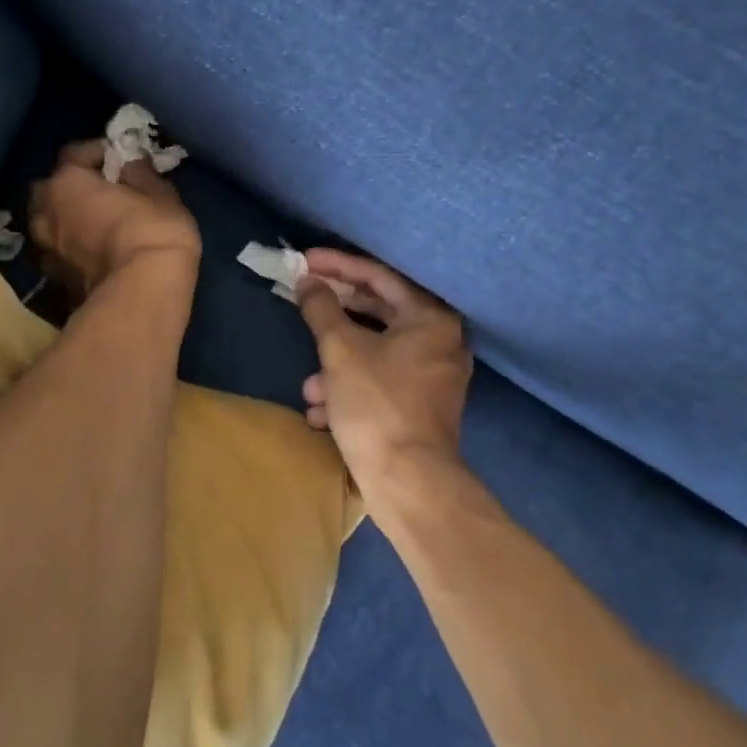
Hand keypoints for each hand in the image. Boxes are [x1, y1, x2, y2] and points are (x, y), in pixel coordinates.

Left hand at [29, 142, 199, 296]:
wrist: (141, 295)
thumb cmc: (153, 232)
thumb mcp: (160, 194)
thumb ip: (141, 174)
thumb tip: (130, 166)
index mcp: (67, 182)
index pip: (74, 154)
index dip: (97, 152)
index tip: (119, 157)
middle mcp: (46, 212)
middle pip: (51, 189)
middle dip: (71, 187)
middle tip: (100, 191)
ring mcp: (46, 250)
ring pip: (49, 224)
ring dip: (66, 220)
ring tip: (94, 224)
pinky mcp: (54, 281)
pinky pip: (60, 254)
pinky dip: (71, 250)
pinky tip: (93, 253)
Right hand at [294, 251, 472, 499]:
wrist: (409, 484)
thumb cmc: (376, 404)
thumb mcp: (340, 350)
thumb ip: (321, 308)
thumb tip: (308, 281)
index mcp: (431, 318)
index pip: (379, 276)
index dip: (338, 266)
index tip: (305, 261)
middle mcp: (441, 341)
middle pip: (379, 314)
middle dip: (335, 320)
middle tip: (304, 304)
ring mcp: (435, 377)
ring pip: (376, 354)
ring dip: (338, 365)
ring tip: (309, 386)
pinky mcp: (424, 407)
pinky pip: (383, 382)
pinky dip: (352, 389)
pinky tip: (322, 412)